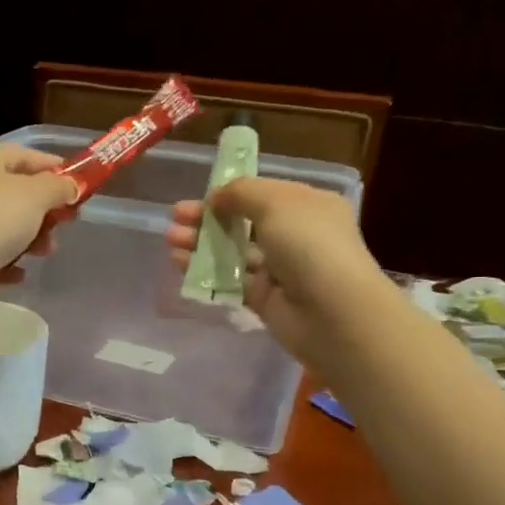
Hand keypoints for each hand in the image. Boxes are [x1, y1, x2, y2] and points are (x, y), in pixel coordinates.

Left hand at [0, 143, 77, 280]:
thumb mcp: (35, 196)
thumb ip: (58, 188)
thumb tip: (71, 186)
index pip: (26, 155)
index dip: (56, 169)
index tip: (80, 187)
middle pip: (15, 192)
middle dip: (44, 210)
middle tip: (66, 224)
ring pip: (3, 224)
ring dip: (29, 238)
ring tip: (45, 253)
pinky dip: (6, 261)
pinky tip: (19, 273)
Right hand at [166, 176, 379, 367]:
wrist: (333, 312)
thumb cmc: (310, 244)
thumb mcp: (276, 202)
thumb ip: (241, 192)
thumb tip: (215, 196)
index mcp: (306, 206)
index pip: (263, 195)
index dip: (230, 193)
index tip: (200, 196)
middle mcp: (295, 236)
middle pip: (242, 223)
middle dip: (208, 218)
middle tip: (175, 218)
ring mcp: (279, 270)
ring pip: (233, 252)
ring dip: (201, 244)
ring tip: (170, 240)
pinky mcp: (264, 299)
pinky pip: (230, 281)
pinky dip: (205, 272)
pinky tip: (180, 264)